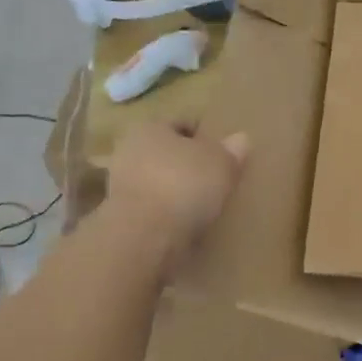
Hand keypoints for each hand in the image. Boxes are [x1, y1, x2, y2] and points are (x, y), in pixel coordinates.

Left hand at [105, 123, 247, 256]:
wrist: (144, 236)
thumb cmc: (184, 185)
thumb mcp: (222, 163)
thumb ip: (232, 150)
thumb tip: (240, 139)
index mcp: (150, 127)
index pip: (181, 124)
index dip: (204, 136)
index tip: (223, 153)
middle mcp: (129, 151)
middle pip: (166, 153)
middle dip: (187, 164)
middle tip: (215, 178)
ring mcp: (121, 186)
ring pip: (158, 182)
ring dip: (177, 191)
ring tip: (205, 205)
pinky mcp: (122, 217)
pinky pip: (153, 209)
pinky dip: (168, 214)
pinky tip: (188, 225)